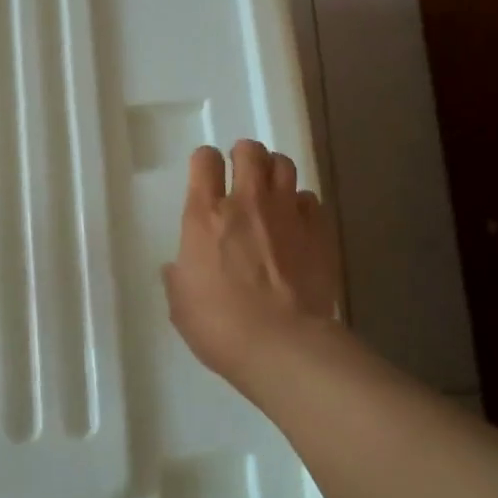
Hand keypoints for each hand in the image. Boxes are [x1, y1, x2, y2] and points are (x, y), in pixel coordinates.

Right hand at [163, 140, 342, 386]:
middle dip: (244, 155)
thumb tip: (179, 267)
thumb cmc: (220, 326)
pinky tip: (297, 223)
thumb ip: (179, 276)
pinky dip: (301, 205)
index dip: (204, 162)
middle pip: (249, 151)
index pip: (204, 160)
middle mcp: (246, 202)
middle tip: (241, 174)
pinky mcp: (319, 231)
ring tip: (270, 190)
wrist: (284, 346)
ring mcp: (287, 213)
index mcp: (205, 215)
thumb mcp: (181, 303)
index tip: (206, 175)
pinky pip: (310, 200)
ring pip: (284, 165)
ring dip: (274, 171)